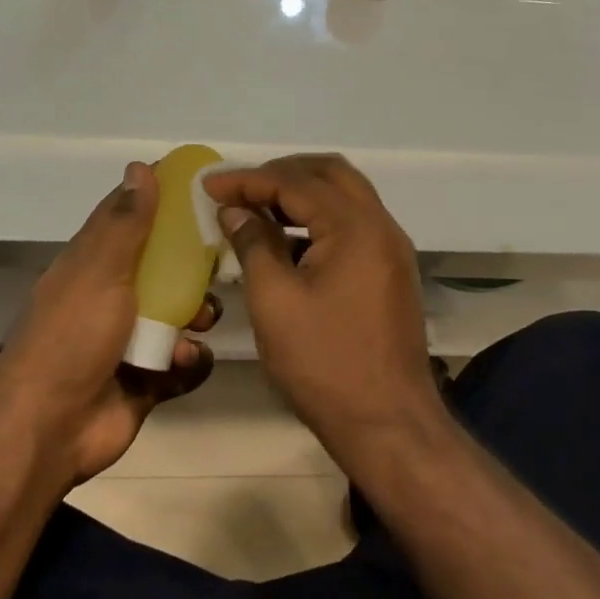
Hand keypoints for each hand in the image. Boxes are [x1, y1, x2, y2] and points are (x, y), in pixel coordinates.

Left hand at [0, 162, 219, 485]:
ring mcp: (129, 339)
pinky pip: (183, 362)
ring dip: (197, 316)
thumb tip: (139, 166)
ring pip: (180, 314)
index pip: (131, 218)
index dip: (163, 201)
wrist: (50, 429)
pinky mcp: (147, 379)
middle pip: (164, 267)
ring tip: (202, 322)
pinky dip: (190, 361)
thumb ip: (125, 222)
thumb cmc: (73, 337)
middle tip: (220, 265)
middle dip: (193, 268)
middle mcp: (112, 296)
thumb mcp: (100, 270)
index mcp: (94, 264)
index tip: (203, 190)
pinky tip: (185, 362)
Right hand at [205, 155, 443, 463]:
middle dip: (280, 173)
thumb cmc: (325, 364)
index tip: (209, 186)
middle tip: (239, 189)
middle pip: (328, 173)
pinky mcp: (389, 270)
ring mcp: (390, 248)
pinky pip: (352, 222)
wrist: (389, 426)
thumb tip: (235, 211)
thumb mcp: (275, 302)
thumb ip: (253, 245)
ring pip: (344, 195)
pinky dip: (318, 218)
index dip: (248, 180)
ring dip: (301, 193)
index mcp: (355, 227)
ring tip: (256, 207)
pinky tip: (285, 239)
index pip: (295, 182)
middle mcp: (380, 225)